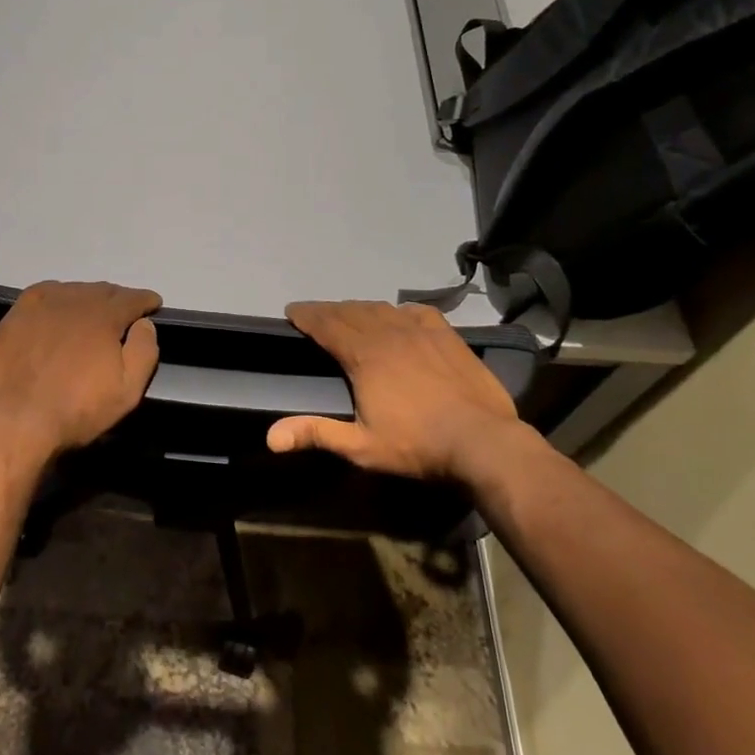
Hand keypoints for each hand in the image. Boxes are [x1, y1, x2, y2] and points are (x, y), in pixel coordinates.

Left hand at [0, 281, 161, 460]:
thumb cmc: (77, 409)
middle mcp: (75, 300)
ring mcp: (43, 304)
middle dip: (119, 299)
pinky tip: (58, 306)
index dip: (146, 300)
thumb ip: (144, 351)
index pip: (132, 298)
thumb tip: (145, 323)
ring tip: (93, 311)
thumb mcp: (127, 390)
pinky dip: (59, 295)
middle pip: (103, 291)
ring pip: (74, 290)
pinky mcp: (18, 313)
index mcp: (104, 316)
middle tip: (125, 312)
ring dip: (89, 297)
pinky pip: (45, 293)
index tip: (154, 304)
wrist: (16, 420)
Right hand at [266, 300, 538, 486]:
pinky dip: (400, 310)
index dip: (306, 316)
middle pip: (350, 312)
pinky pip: (417, 312)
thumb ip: (316, 433)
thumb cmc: (417, 445)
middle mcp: (388, 334)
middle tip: (314, 314)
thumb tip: (270, 438)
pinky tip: (399, 316)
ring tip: (349, 313)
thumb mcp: (362, 446)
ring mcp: (420, 332)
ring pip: (382, 309)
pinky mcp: (446, 336)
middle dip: (328, 310)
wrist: (483, 441)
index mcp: (364, 356)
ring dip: (359, 308)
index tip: (291, 311)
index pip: (326, 325)